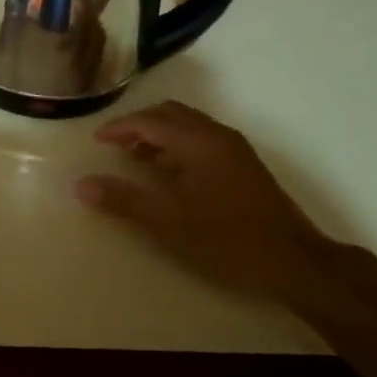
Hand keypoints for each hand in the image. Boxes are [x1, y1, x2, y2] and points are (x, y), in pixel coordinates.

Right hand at [74, 101, 339, 304]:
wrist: (295, 262)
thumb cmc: (227, 241)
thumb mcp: (168, 224)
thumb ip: (124, 200)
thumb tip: (81, 185)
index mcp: (196, 143)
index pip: (148, 121)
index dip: (118, 128)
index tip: (96, 141)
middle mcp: (216, 135)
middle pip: (169, 114)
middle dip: (138, 125)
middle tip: (115, 146)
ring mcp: (234, 147)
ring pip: (188, 124)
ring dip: (159, 133)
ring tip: (137, 159)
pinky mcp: (244, 163)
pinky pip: (201, 137)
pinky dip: (178, 143)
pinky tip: (171, 173)